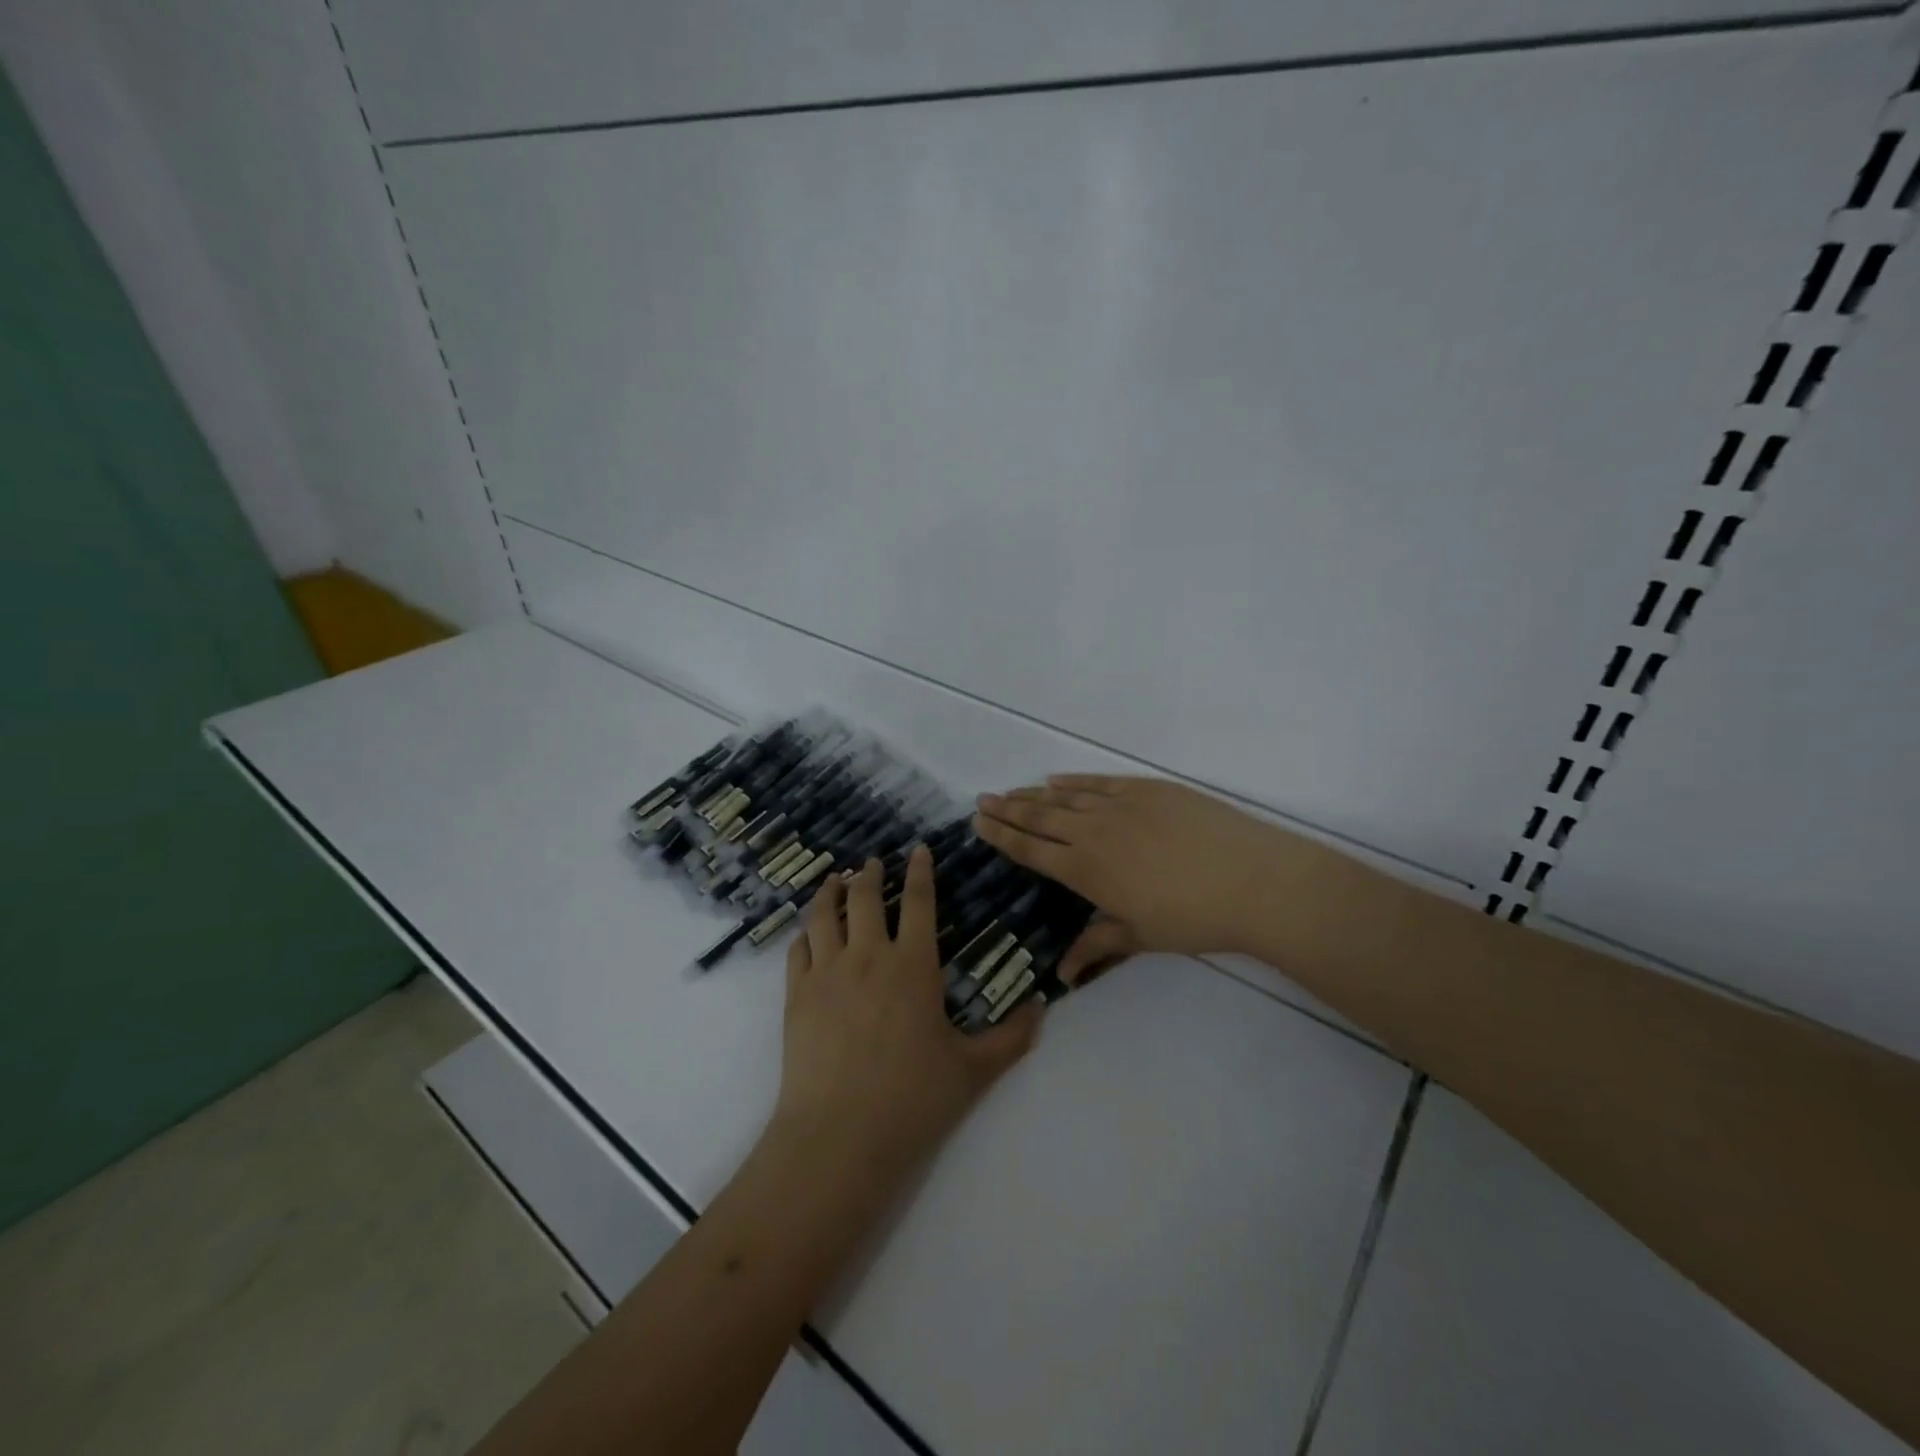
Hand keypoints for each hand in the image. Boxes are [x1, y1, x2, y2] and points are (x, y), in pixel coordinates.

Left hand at [772, 846, 1041, 1180]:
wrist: (840, 1136)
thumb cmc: (913, 1099)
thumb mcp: (974, 1070)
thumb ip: (1012, 1036)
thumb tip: (1042, 1005)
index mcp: (913, 966)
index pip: (919, 901)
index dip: (920, 871)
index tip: (918, 849)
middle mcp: (868, 956)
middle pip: (865, 897)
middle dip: (870, 874)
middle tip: (872, 863)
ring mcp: (826, 973)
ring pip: (824, 915)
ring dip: (830, 892)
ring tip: (834, 880)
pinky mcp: (796, 996)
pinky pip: (798, 949)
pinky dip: (805, 933)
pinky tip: (808, 933)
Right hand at [973, 775, 1291, 981]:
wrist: (1251, 880)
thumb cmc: (1193, 918)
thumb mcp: (1140, 937)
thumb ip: (1097, 944)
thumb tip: (1062, 973)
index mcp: (1085, 870)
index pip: (1031, 850)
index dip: (1001, 836)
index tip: (978, 823)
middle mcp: (1092, 832)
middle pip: (1039, 817)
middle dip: (1007, 809)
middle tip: (982, 799)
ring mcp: (1119, 805)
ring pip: (1064, 797)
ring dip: (1033, 794)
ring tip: (1012, 791)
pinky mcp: (1146, 789)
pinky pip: (1098, 782)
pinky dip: (1074, 781)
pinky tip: (1056, 779)